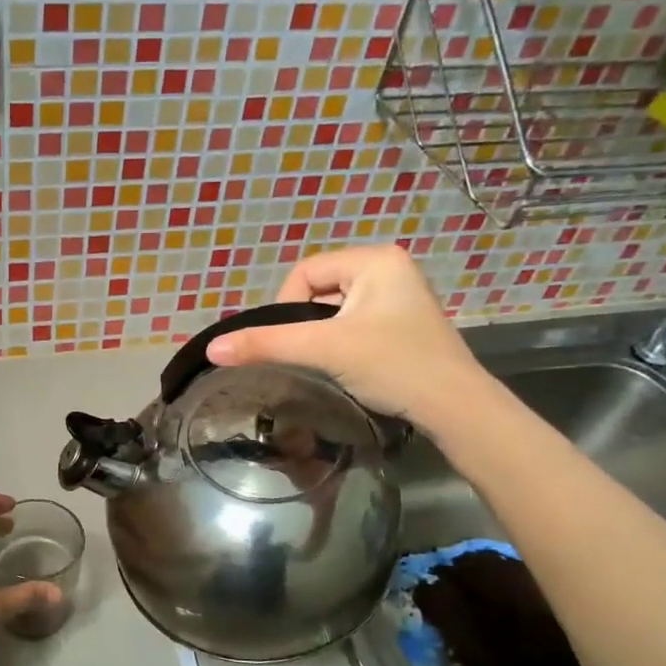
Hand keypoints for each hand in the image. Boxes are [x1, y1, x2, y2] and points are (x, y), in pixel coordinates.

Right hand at [206, 245, 489, 429]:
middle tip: (311, 355)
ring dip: (323, 336)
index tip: (292, 341)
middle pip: (319, 290)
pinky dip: (342, 344)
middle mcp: (390, 269)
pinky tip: (350, 367)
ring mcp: (400, 297)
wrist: (453, 407)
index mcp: (375, 259)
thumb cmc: (392, 365)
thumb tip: (211, 349)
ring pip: (335, 311)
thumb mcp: (324, 349)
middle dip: (307, 323)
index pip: (305, 271)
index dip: (286, 305)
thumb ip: (267, 344)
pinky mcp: (403, 324)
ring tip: (331, 364)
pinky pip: (354, 324)